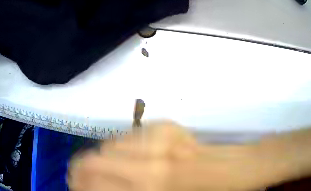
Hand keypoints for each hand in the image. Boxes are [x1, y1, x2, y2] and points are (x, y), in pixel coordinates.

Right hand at [68, 122, 254, 190]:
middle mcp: (149, 158)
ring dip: (104, 160)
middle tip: (86, 179)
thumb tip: (96, 188)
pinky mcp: (166, 125)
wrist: (233, 169)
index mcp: (149, 185)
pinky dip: (122, 148)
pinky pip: (128, 136)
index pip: (91, 180)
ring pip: (108, 145)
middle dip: (83, 171)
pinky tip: (133, 157)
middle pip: (92, 159)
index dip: (78, 184)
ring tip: (114, 170)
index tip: (77, 187)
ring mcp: (159, 136)